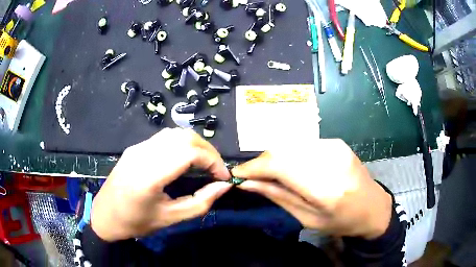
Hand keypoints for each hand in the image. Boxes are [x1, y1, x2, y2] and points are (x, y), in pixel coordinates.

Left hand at [91, 128, 231, 241]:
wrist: (105, 216)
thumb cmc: (136, 222)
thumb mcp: (170, 218)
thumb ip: (200, 203)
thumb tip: (224, 186)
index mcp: (149, 175)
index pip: (188, 152)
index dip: (213, 161)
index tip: (223, 177)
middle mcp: (142, 154)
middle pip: (184, 137)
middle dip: (208, 151)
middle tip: (216, 170)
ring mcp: (137, 148)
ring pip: (174, 133)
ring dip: (195, 145)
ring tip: (204, 164)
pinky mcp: (135, 148)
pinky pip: (164, 138)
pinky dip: (182, 144)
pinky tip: (184, 160)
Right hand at [232, 139, 391, 239]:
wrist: (373, 207)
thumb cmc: (341, 221)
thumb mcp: (308, 218)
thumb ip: (278, 196)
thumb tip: (247, 183)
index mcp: (326, 188)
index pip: (280, 165)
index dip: (253, 167)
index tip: (237, 174)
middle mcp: (331, 160)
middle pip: (282, 151)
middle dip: (262, 163)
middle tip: (253, 177)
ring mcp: (335, 146)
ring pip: (290, 145)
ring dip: (275, 159)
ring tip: (271, 174)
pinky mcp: (336, 142)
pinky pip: (303, 144)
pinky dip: (290, 155)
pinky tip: (291, 167)